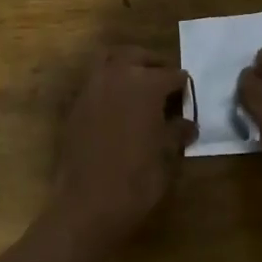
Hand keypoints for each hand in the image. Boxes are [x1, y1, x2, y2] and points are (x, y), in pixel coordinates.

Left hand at [52, 46, 194, 247]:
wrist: (87, 205)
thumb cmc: (137, 179)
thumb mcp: (167, 156)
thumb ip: (177, 131)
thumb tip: (186, 123)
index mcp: (146, 84)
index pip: (173, 75)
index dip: (183, 89)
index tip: (186, 102)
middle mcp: (117, 76)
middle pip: (139, 56)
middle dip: (154, 66)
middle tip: (165, 85)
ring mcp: (92, 88)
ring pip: (111, 60)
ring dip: (127, 66)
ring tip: (138, 87)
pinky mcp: (75, 104)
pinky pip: (94, 81)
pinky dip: (108, 83)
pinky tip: (117, 107)